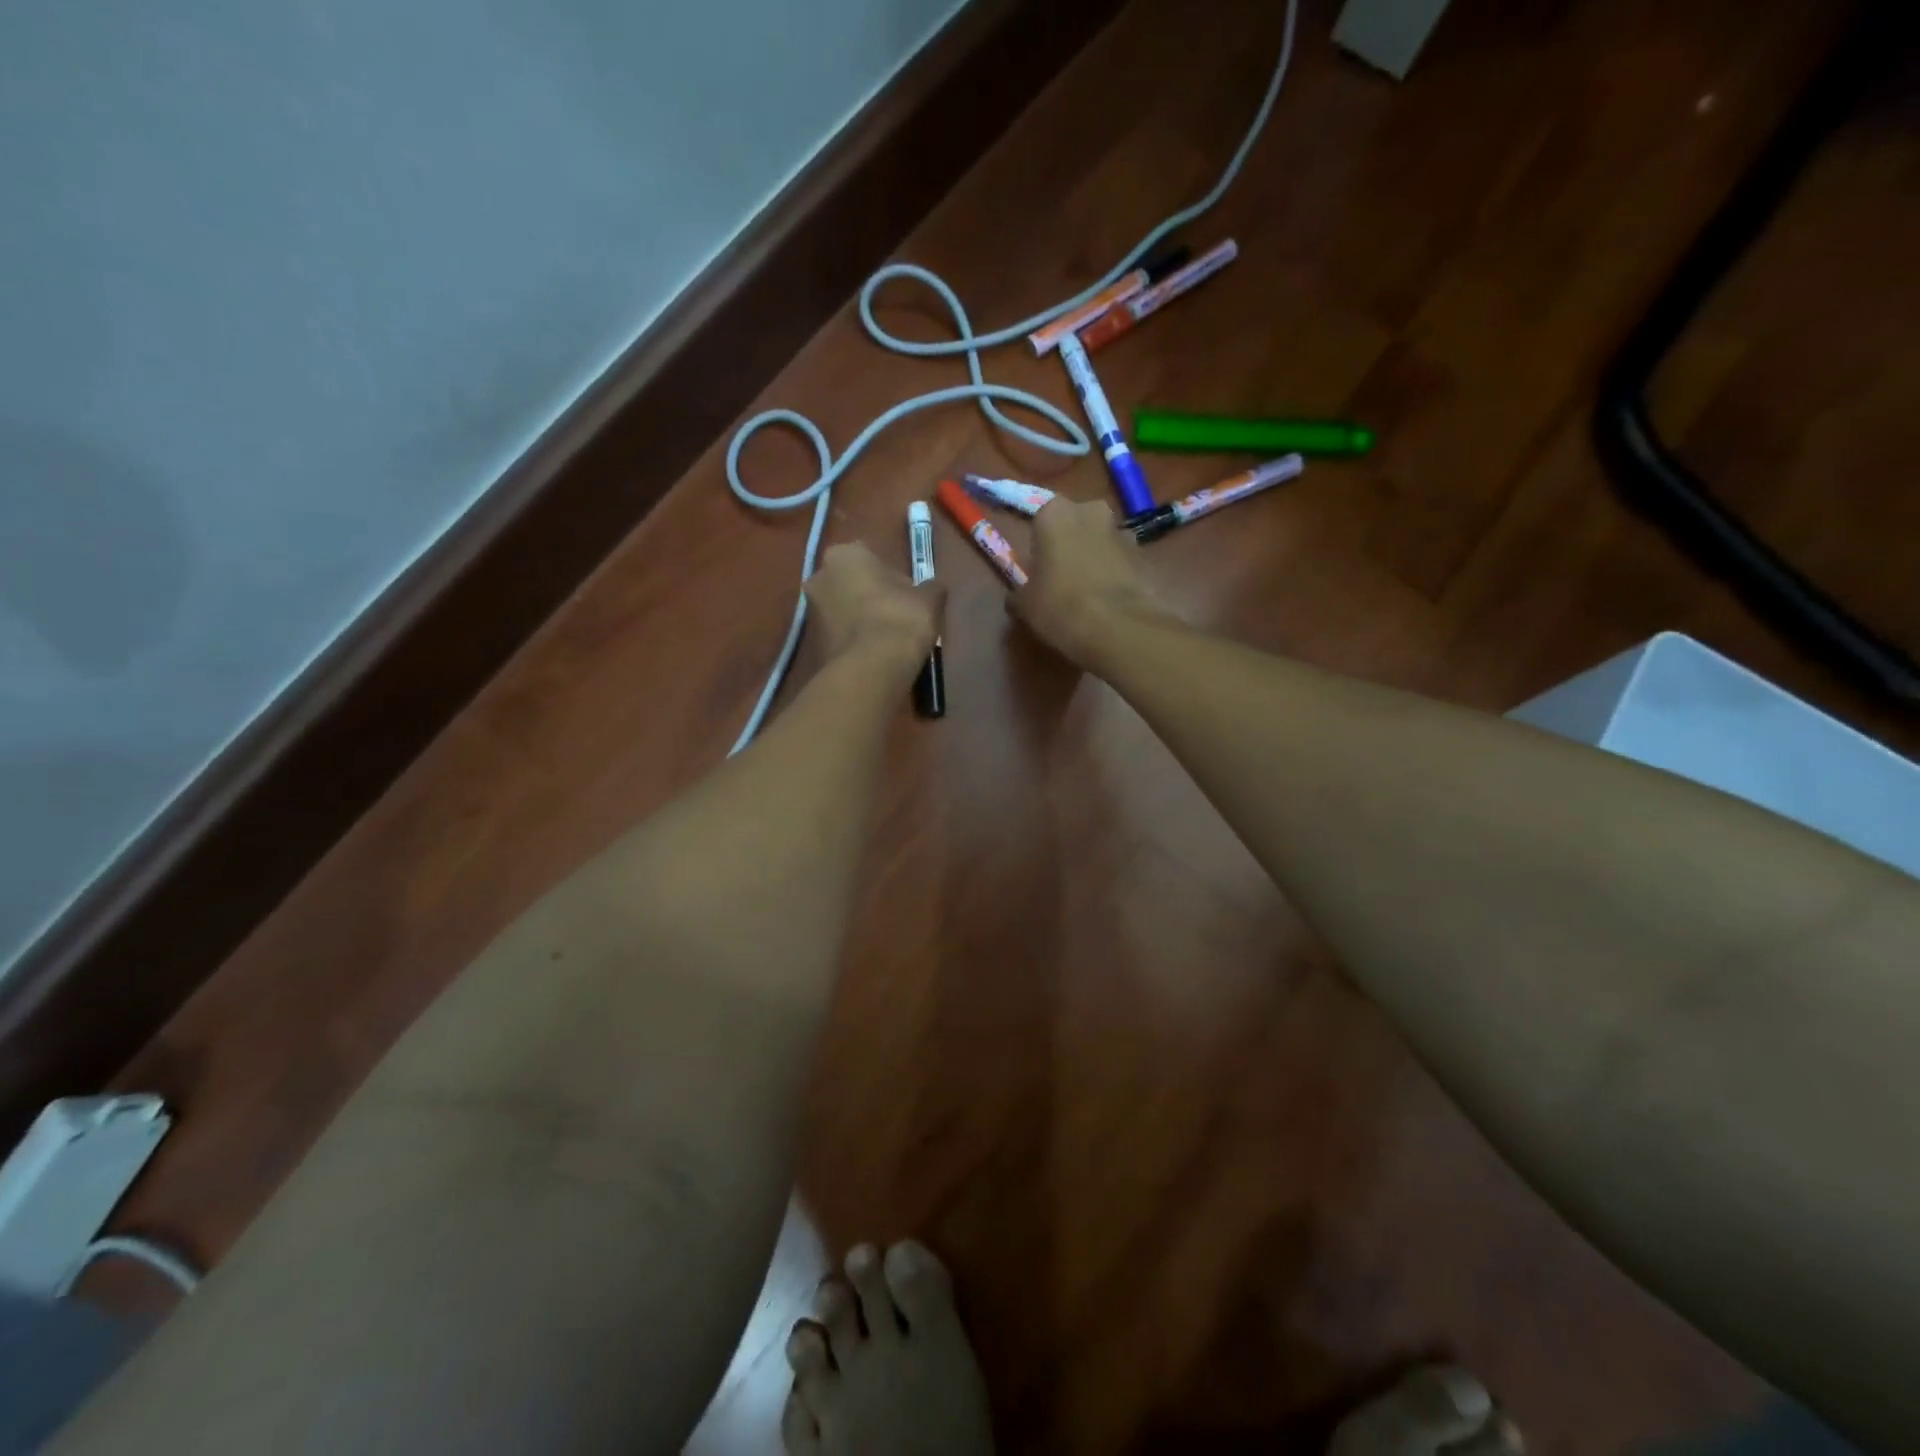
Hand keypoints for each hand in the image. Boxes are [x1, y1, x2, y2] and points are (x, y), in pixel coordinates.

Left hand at [804, 543, 942, 677]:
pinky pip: (838, 636)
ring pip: (842, 610)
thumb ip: (930, 588)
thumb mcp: (929, 599)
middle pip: (851, 584)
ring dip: (860, 620)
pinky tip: (873, 655)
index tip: (907, 597)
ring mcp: (810, 611)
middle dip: (870, 597)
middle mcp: (819, 576)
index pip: (872, 559)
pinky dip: (852, 642)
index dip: (892, 579)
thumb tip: (932, 589)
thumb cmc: (900, 619)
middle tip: (896, 617)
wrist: (872, 668)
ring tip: (886, 640)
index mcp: (844, 555)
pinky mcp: (811, 643)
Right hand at [1011, 498, 1172, 668]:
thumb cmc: (1059, 606)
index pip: (1041, 520)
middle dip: (1070, 546)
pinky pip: (1121, 562)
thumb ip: (1019, 593)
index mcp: (1055, 513)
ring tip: (1086, 595)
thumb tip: (1018, 598)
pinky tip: (1107, 603)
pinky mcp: (1145, 556)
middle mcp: (1091, 511)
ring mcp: (1123, 532)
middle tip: (1060, 579)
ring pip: (1101, 542)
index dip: (1039, 546)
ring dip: (1094, 559)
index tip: (1038, 570)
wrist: (1119, 628)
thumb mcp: (1024, 604)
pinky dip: (1114, 576)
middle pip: (1075, 525)